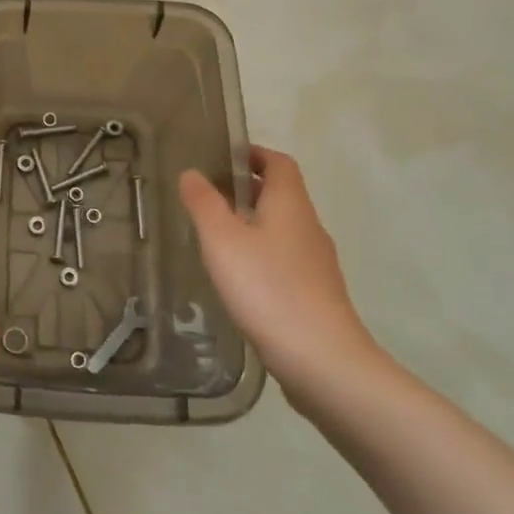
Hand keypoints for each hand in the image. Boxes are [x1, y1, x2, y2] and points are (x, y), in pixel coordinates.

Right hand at [178, 146, 384, 405]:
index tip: (221, 157)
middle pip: (281, 194)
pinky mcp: (315, 293)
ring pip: (283, 228)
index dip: (253, 154)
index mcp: (290, 204)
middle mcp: (308, 227)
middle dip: (247, 189)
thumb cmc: (267, 288)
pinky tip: (238, 277)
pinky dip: (261, 254)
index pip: (279, 163)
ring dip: (253, 223)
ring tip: (216, 236)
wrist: (321, 360)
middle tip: (207, 195)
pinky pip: (285, 259)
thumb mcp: (222, 240)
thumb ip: (204, 203)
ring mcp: (316, 263)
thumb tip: (191, 172)